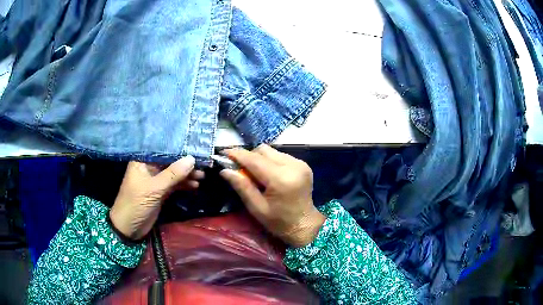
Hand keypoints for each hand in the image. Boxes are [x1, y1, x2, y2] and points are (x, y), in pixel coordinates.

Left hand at [110, 156, 203, 240]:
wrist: (129, 228)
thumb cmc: (136, 204)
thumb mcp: (154, 189)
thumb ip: (173, 174)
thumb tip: (192, 159)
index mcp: (142, 161)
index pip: (163, 150)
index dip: (179, 149)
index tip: (195, 147)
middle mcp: (149, 168)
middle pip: (170, 162)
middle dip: (185, 164)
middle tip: (203, 164)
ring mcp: (155, 181)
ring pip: (174, 174)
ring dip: (187, 175)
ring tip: (202, 176)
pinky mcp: (160, 192)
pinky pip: (174, 185)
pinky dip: (184, 185)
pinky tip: (195, 186)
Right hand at [220, 145, 325, 247]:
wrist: (304, 225)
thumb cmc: (278, 222)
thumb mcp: (257, 208)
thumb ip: (242, 187)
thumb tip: (225, 170)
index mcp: (281, 180)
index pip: (254, 160)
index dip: (238, 154)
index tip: (224, 153)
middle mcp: (292, 166)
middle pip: (263, 151)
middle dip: (248, 156)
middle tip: (239, 168)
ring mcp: (300, 164)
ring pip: (272, 151)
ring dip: (259, 158)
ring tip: (254, 173)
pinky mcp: (303, 164)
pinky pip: (280, 156)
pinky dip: (270, 161)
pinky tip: (268, 174)